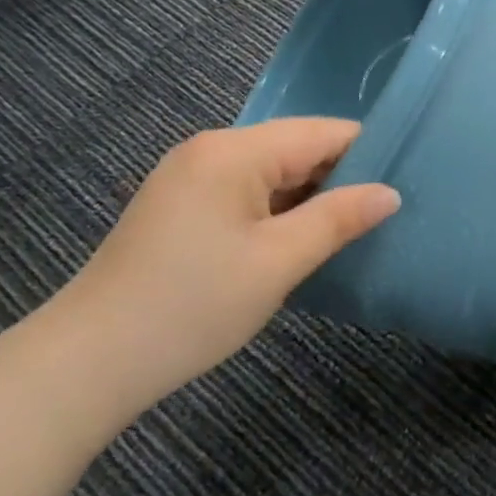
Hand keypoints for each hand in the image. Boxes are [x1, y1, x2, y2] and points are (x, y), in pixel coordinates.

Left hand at [51, 118, 399, 414]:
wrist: (88, 362)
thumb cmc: (192, 306)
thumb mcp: (277, 262)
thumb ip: (338, 219)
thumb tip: (390, 193)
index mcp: (234, 151)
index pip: (321, 132)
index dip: (368, 152)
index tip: (406, 180)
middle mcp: (211, 150)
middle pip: (295, 148)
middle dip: (340, 177)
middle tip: (385, 212)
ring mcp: (190, 177)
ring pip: (272, 173)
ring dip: (309, 198)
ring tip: (354, 228)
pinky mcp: (180, 206)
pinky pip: (246, 193)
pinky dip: (277, 212)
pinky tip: (300, 239)